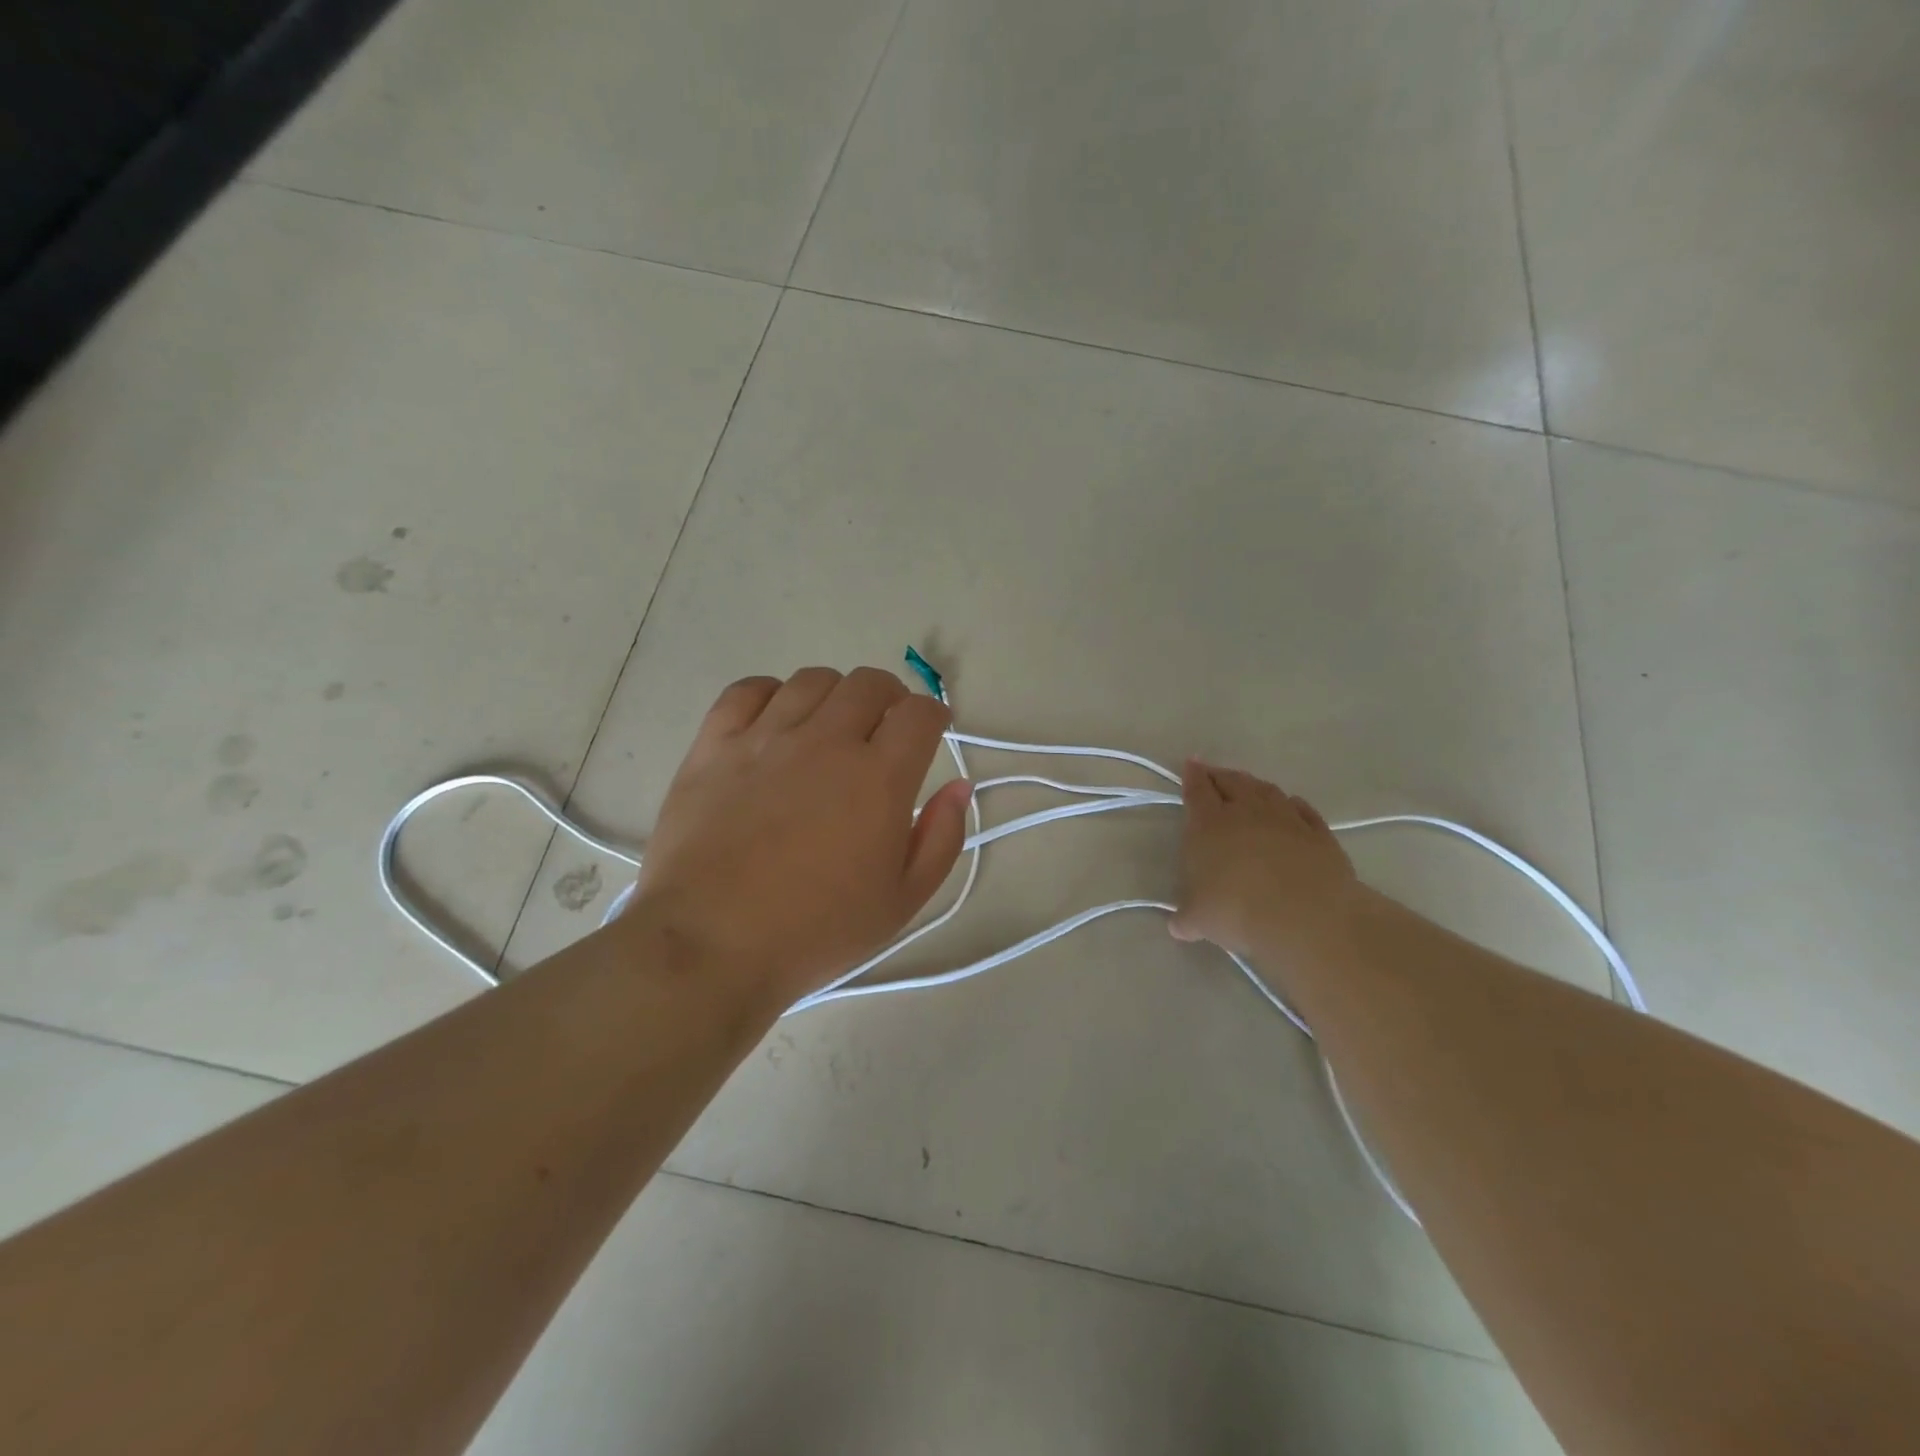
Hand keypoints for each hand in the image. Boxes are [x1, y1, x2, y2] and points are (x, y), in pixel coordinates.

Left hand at [631, 667, 973, 1005]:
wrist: (710, 946)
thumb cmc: (815, 932)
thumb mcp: (902, 900)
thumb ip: (941, 837)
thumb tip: (958, 787)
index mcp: (879, 778)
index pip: (919, 714)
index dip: (934, 715)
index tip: (933, 731)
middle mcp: (826, 742)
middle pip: (869, 683)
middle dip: (890, 697)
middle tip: (886, 728)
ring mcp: (766, 738)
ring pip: (813, 680)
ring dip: (836, 695)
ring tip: (831, 726)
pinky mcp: (714, 746)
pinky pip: (747, 690)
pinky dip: (771, 694)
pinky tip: (775, 721)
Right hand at [1169, 761, 1360, 969]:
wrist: (1305, 916)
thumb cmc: (1237, 910)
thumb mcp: (1199, 919)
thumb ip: (1186, 918)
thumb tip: (1178, 926)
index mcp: (1209, 824)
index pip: (1197, 790)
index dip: (1192, 776)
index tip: (1190, 764)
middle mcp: (1247, 811)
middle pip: (1232, 782)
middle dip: (1219, 775)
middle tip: (1213, 773)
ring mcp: (1286, 818)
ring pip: (1267, 791)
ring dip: (1254, 785)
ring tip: (1248, 785)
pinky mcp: (1318, 833)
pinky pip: (1302, 810)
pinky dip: (1292, 804)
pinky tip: (1291, 805)